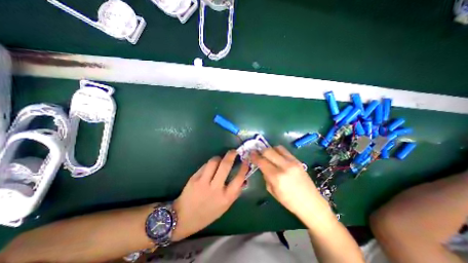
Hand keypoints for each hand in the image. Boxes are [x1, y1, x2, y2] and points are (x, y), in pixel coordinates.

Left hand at [170, 151, 245, 240]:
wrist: (184, 218)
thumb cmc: (208, 213)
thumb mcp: (225, 206)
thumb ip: (234, 192)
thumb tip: (243, 179)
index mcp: (226, 198)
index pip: (239, 178)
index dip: (244, 167)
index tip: (246, 160)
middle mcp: (216, 189)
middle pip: (225, 165)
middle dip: (231, 155)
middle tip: (234, 151)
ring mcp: (203, 182)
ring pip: (214, 162)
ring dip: (219, 157)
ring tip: (220, 159)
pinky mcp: (194, 178)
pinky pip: (205, 166)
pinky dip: (210, 164)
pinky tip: (210, 167)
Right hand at [251, 146, 330, 219]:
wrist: (311, 203)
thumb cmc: (289, 202)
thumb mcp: (272, 191)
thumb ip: (265, 176)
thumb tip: (262, 166)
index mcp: (276, 177)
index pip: (262, 161)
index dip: (254, 156)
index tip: (250, 154)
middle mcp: (284, 166)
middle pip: (268, 151)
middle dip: (260, 151)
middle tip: (257, 152)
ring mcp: (292, 162)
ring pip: (277, 148)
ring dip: (269, 149)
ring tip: (268, 154)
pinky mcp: (298, 160)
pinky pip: (285, 150)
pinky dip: (277, 151)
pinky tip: (277, 156)